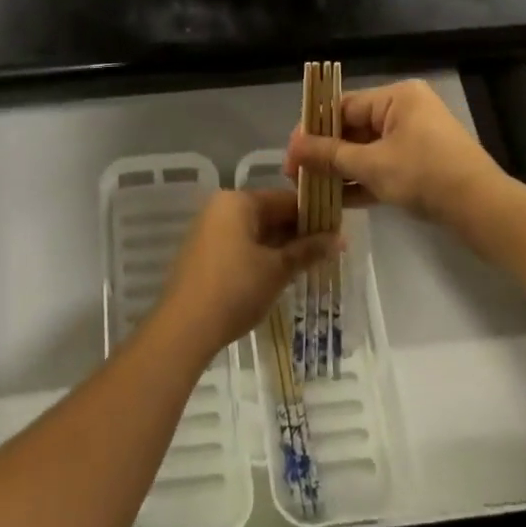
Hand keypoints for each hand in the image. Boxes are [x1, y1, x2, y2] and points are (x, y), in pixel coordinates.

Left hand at [156, 189, 339, 358]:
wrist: (185, 327)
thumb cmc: (235, 289)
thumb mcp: (277, 269)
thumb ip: (308, 250)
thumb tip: (340, 239)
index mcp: (237, 201)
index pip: (285, 199)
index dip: (314, 214)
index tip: (338, 230)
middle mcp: (221, 208)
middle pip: (269, 213)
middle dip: (298, 232)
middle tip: (329, 249)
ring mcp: (210, 230)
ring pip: (256, 231)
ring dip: (282, 246)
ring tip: (311, 263)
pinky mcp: (205, 254)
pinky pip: (241, 245)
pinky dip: (262, 255)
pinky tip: (282, 273)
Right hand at [283, 79, 510, 243]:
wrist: (483, 210)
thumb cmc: (425, 175)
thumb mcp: (371, 165)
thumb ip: (329, 155)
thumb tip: (292, 148)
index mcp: (396, 97)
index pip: (343, 105)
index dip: (313, 128)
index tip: (290, 152)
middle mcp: (405, 111)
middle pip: (353, 128)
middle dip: (325, 153)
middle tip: (297, 175)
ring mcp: (414, 139)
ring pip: (366, 151)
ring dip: (340, 170)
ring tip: (310, 189)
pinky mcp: (421, 165)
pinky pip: (382, 166)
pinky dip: (362, 181)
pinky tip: (335, 201)